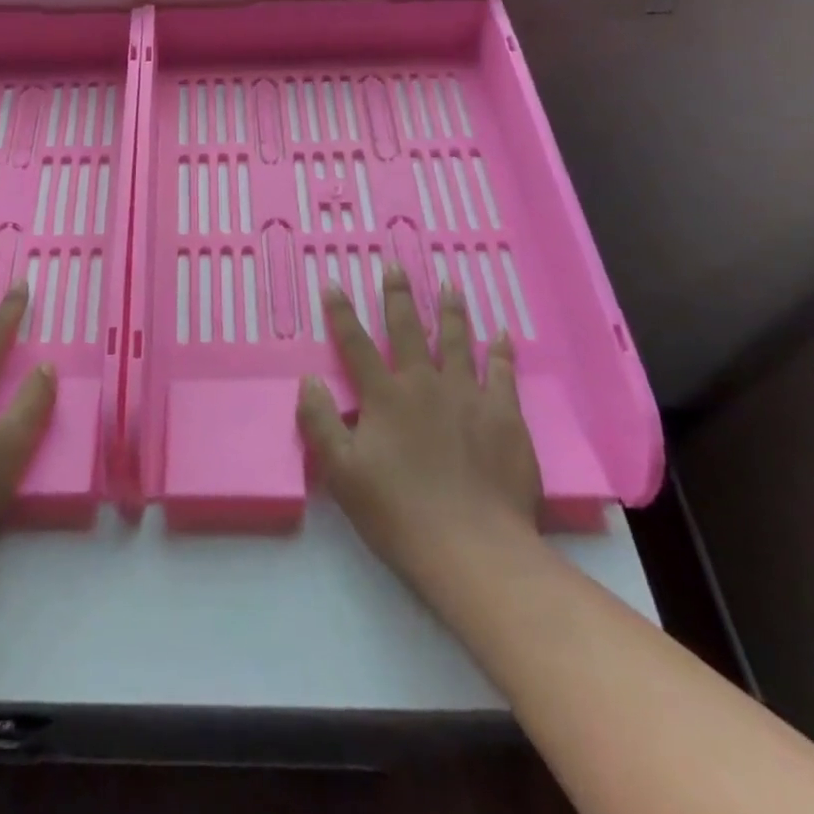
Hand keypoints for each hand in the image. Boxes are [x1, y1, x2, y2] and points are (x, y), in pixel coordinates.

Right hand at [297, 267, 541, 598]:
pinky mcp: (505, 416)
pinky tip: (503, 334)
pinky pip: (503, 373)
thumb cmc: (399, 513)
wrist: (474, 549)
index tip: (333, 283)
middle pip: (409, 329)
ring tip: (449, 284)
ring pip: (458, 340)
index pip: (356, 344)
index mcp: (384, 397)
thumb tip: (308, 380)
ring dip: (451, 310)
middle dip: (398, 295)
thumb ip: (320, 423)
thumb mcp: (342, 474)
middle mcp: (425, 384)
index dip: (341, 313)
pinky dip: (501, 351)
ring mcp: (468, 396)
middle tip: (396, 264)